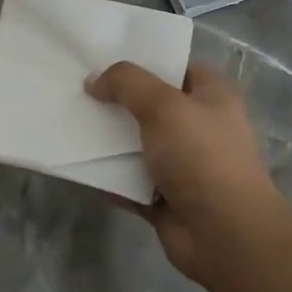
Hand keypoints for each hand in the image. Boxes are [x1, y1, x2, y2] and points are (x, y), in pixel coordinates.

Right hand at [85, 60, 291, 284]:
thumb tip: (93, 81)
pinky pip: (126, 178)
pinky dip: (105, 173)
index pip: (174, 65)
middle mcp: (198, 125)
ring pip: (134, 142)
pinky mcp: (162, 196)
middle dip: (114, 98)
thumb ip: (126, 84)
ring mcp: (180, 163)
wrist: (225, 235)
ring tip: (67, 119)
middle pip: (149, 103)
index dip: (140, 59)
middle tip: (74, 87)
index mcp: (211, 95)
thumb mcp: (164, 106)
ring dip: (106, 137)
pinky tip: (74, 160)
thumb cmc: (201, 157)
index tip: (100, 56)